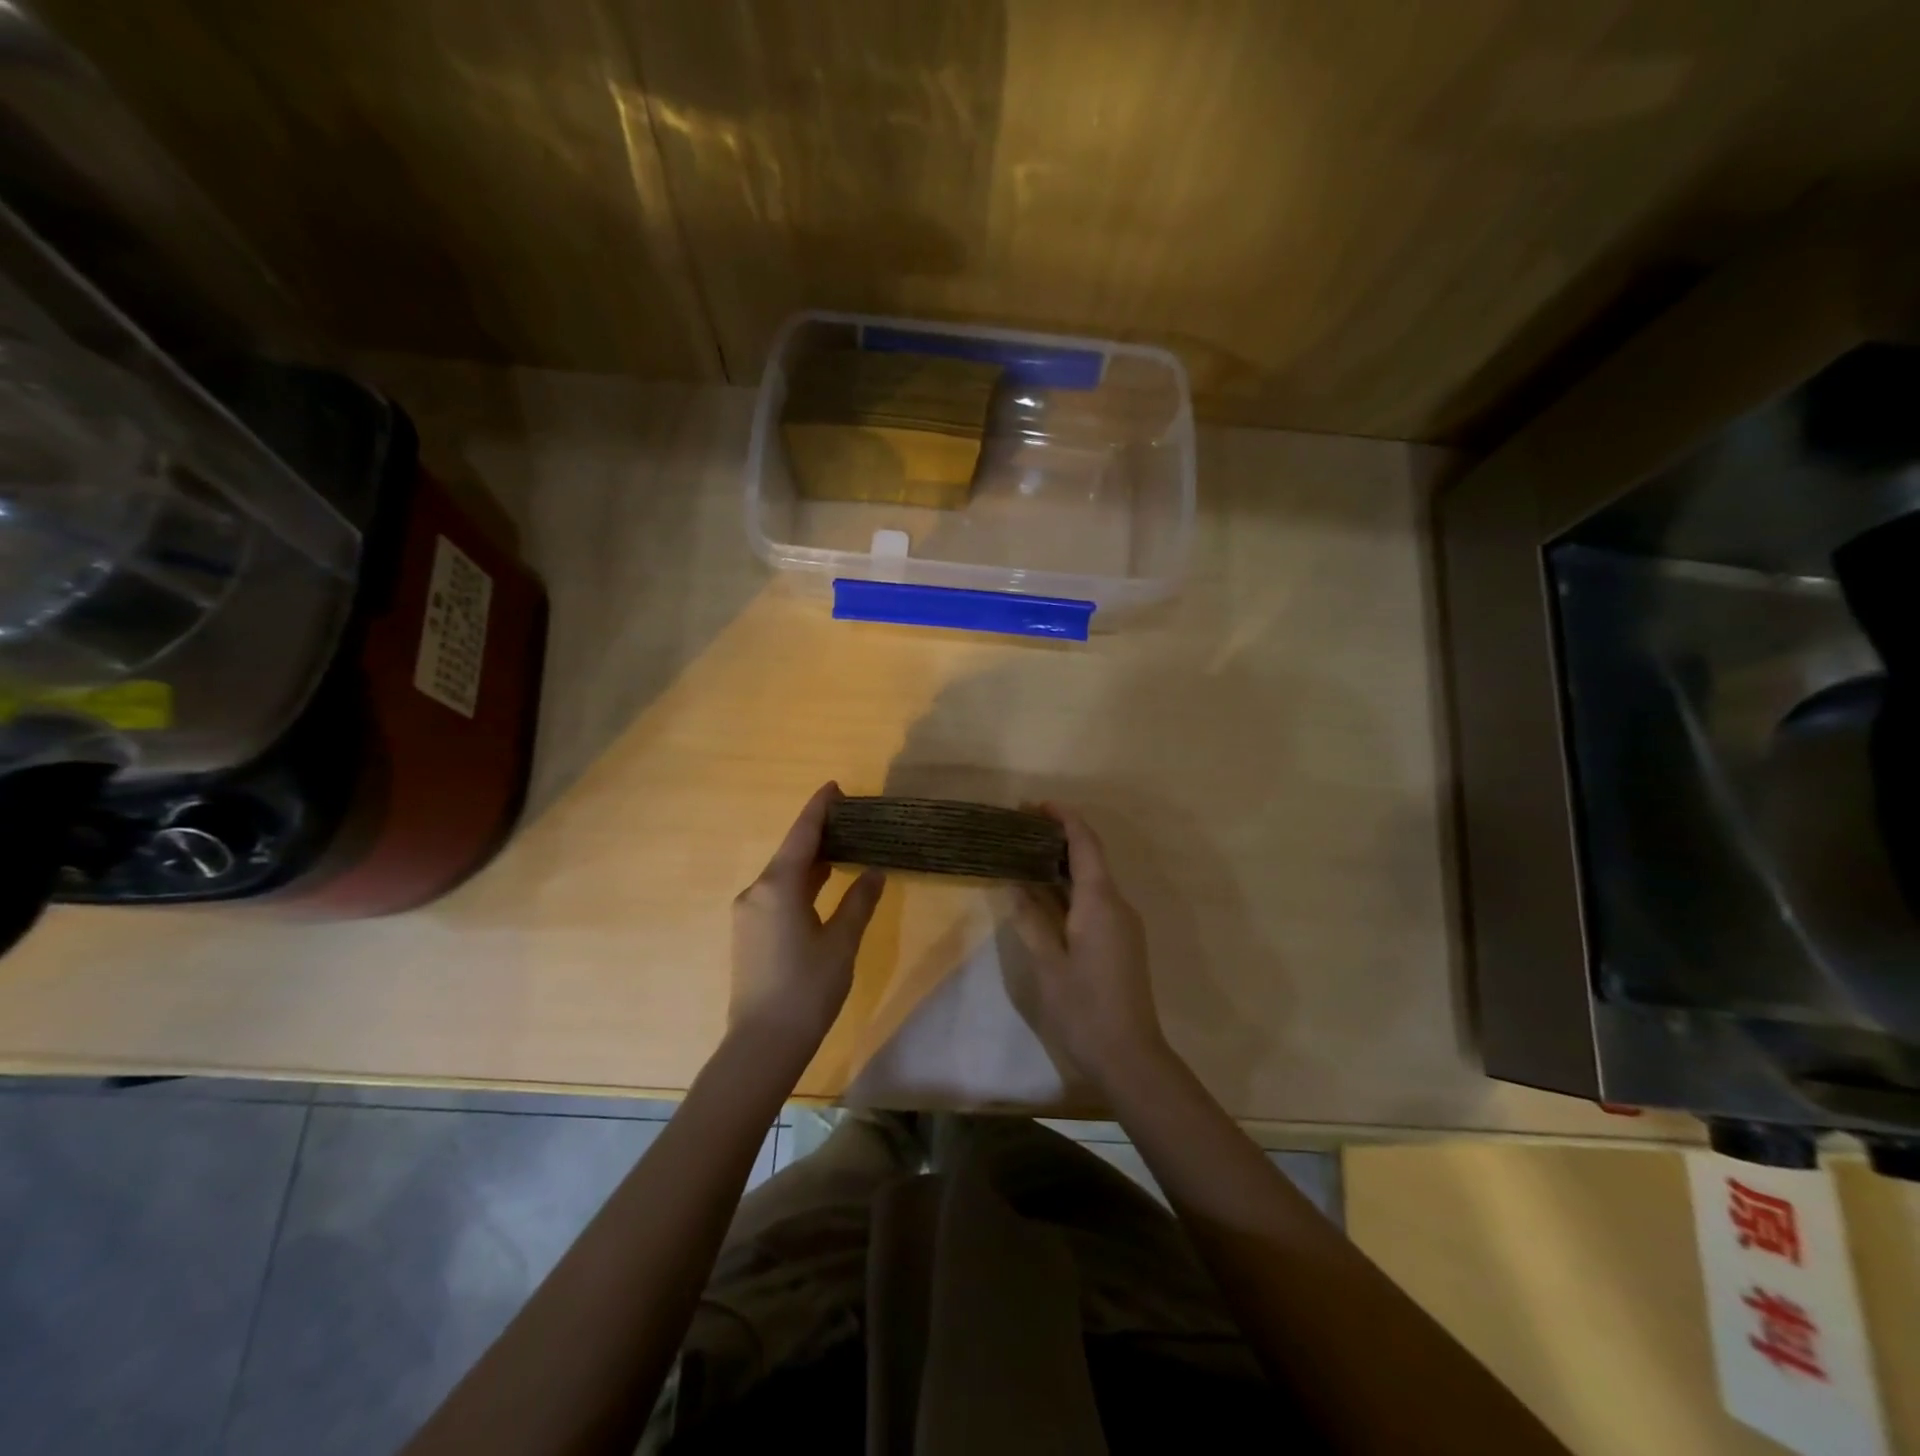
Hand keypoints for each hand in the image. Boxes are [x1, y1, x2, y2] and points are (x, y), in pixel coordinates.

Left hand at [730, 783, 884, 1060]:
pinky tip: (822, 886)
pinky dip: (801, 883)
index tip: (835, 787)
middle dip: (818, 834)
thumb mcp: (842, 942)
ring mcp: (748, 913)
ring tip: (843, 848)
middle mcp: (757, 891)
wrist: (762, 1044)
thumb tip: (874, 871)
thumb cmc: (807, 989)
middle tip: (851, 820)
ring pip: (783, 875)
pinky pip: (777, 894)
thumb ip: (859, 902)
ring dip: (810, 860)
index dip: (819, 809)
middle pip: (790, 852)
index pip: (802, 835)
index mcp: (778, 886)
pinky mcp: (749, 933)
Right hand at [1007, 804, 1168, 1091]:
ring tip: (1025, 855)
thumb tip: (1014, 881)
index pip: (1085, 844)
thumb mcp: (1048, 963)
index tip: (1035, 806)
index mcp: (1100, 902)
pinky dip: (1071, 886)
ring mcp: (1123, 923)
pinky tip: (1045, 893)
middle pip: (1090, 856)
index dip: (1063, 818)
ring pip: (1093, 878)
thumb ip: (1031, 918)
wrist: (1130, 1055)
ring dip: (1063, 863)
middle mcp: (1117, 904)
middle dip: (1059, 837)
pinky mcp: (1121, 940)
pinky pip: (1095, 899)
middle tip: (1019, 829)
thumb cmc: (1084, 1008)